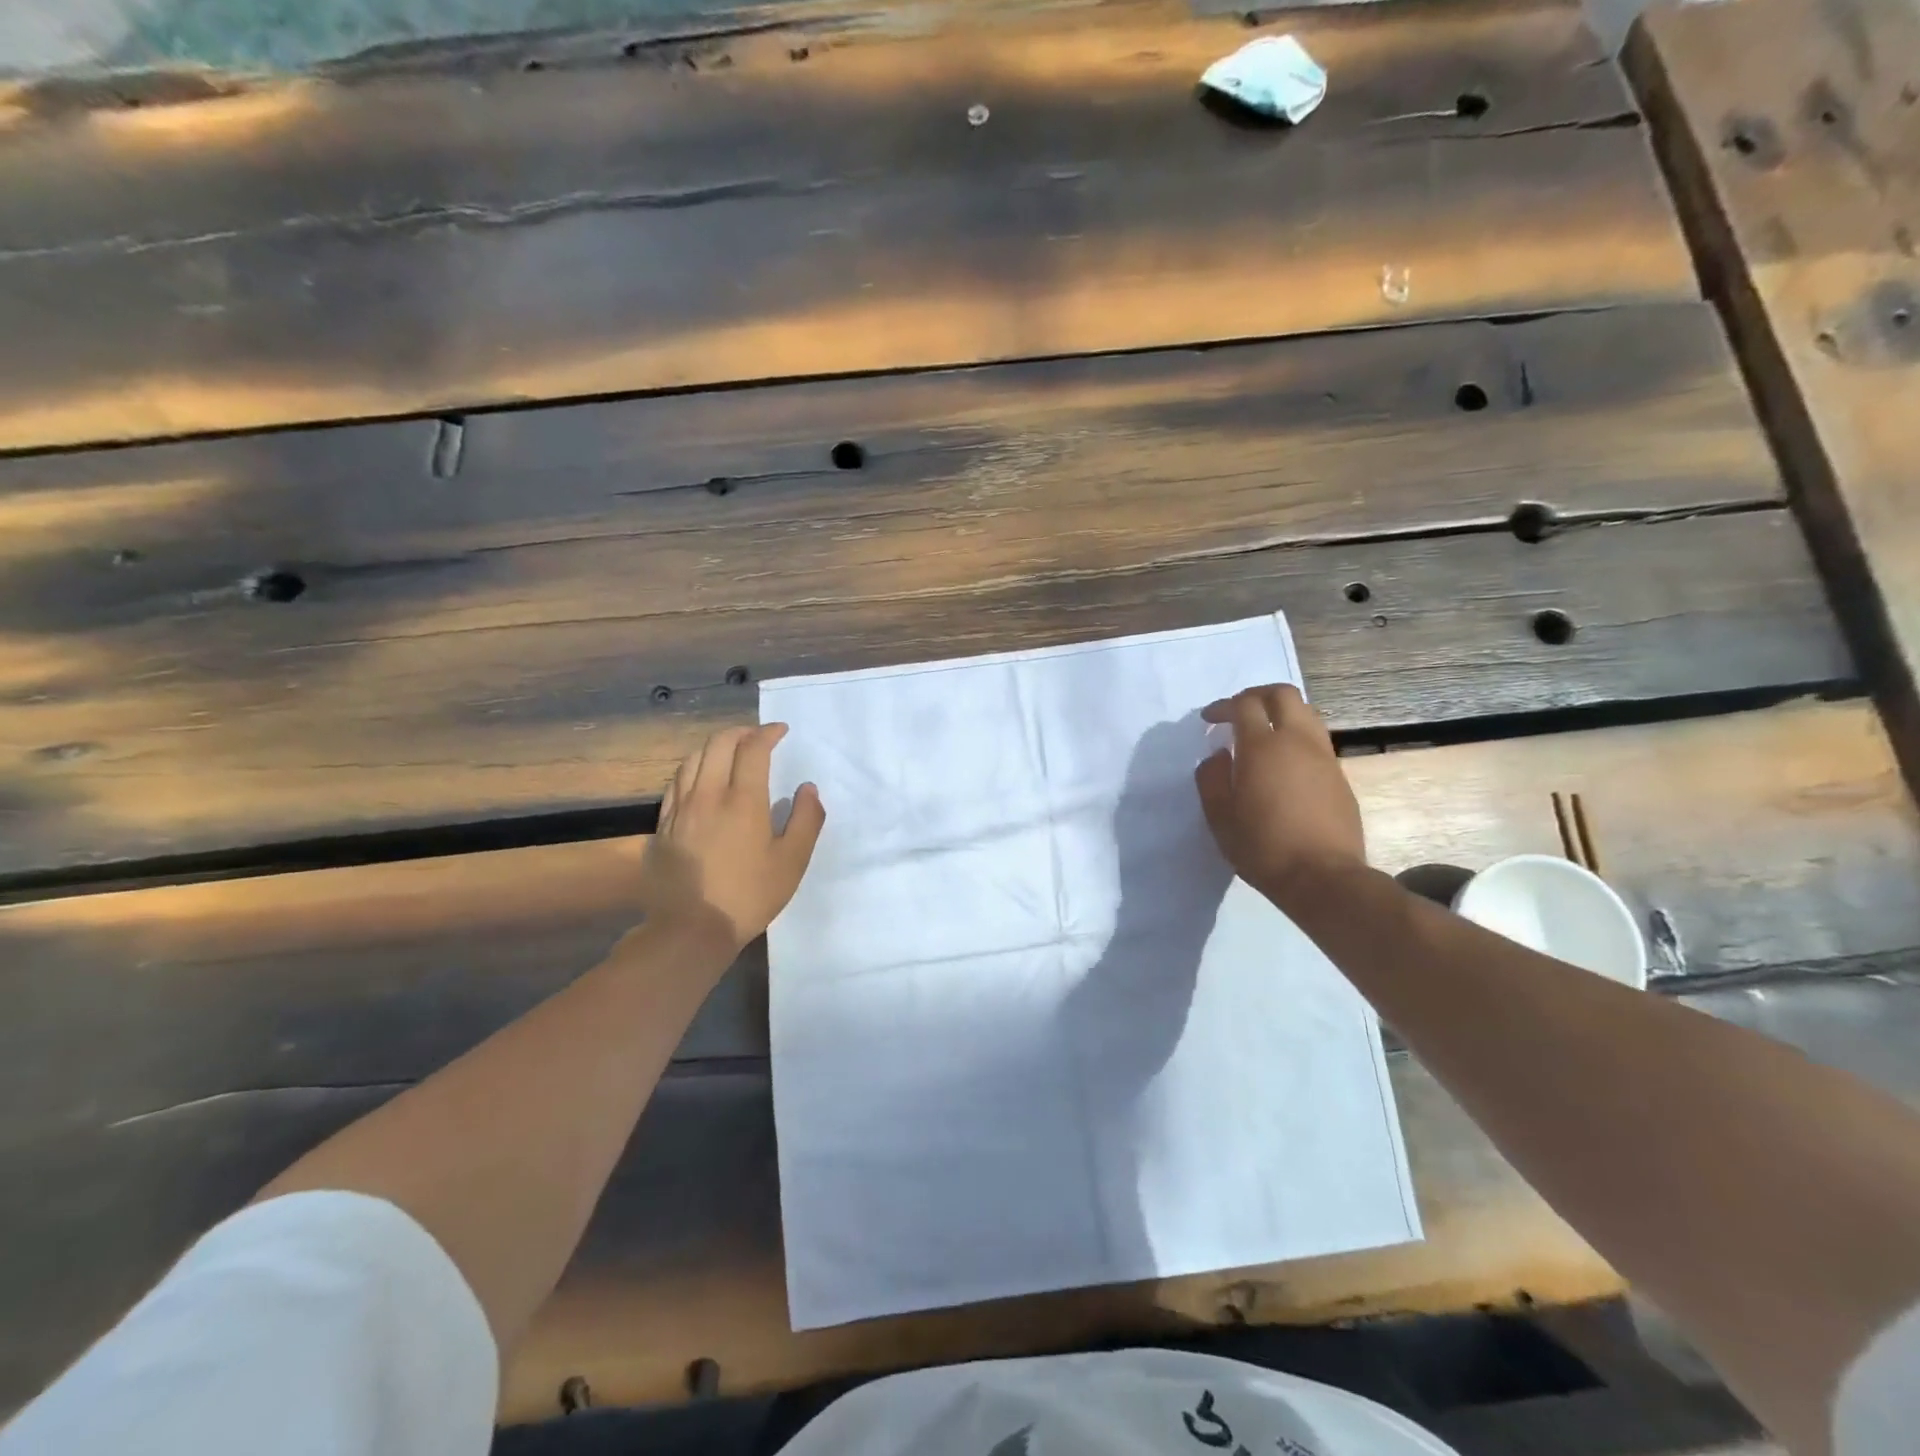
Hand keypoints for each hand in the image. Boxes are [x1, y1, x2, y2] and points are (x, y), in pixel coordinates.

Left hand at [638, 724, 825, 953]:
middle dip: (741, 732)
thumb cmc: (748, 896)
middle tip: (758, 737)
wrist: (690, 929)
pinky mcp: (663, 825)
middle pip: (719, 744)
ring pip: (693, 758)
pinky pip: (676, 782)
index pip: (753, 749)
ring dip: (715, 746)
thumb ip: (807, 820)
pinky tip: (701, 779)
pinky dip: (693, 768)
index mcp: (743, 801)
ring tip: (731, 752)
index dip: (768, 733)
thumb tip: (808, 788)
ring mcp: (680, 809)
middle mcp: (708, 795)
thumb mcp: (792, 862)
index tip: (780, 731)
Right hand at [1195, 684, 1365, 905]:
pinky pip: (1316, 740)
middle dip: (1257, 695)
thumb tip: (1218, 755)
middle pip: (1282, 695)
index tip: (1209, 719)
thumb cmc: (1262, 846)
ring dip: (1281, 713)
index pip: (1244, 705)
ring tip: (1263, 733)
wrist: (1323, 877)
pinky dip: (1296, 736)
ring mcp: (1323, 757)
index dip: (1223, 706)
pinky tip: (1284, 763)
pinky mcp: (1339, 776)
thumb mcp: (1219, 816)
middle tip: (1238, 711)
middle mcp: (1297, 741)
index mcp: (1262, 747)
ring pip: (1306, 713)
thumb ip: (1211, 778)